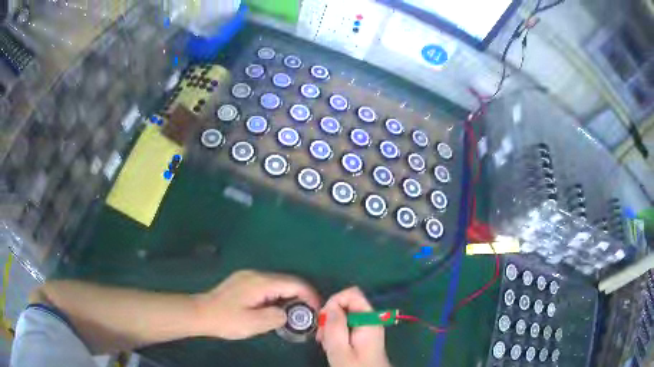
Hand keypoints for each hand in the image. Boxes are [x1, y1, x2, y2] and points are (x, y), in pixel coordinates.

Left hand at [193, 270, 320, 339]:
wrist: (200, 313)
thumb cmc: (226, 319)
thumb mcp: (253, 323)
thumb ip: (276, 317)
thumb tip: (287, 313)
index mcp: (261, 282)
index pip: (294, 283)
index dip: (309, 295)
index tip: (316, 310)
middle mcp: (257, 274)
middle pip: (287, 281)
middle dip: (301, 296)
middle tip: (308, 314)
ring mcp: (249, 276)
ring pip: (278, 283)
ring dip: (289, 296)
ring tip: (295, 313)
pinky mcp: (243, 282)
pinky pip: (268, 286)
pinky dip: (278, 295)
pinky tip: (276, 308)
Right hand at [316, 287, 390, 366]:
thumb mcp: (340, 349)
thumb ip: (335, 326)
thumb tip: (331, 305)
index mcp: (368, 320)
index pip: (351, 294)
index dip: (334, 301)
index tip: (324, 320)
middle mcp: (370, 319)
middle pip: (347, 304)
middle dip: (330, 316)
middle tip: (322, 336)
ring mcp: (367, 327)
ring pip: (344, 315)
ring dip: (331, 327)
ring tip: (326, 344)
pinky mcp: (363, 335)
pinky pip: (347, 325)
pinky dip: (336, 333)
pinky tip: (332, 346)